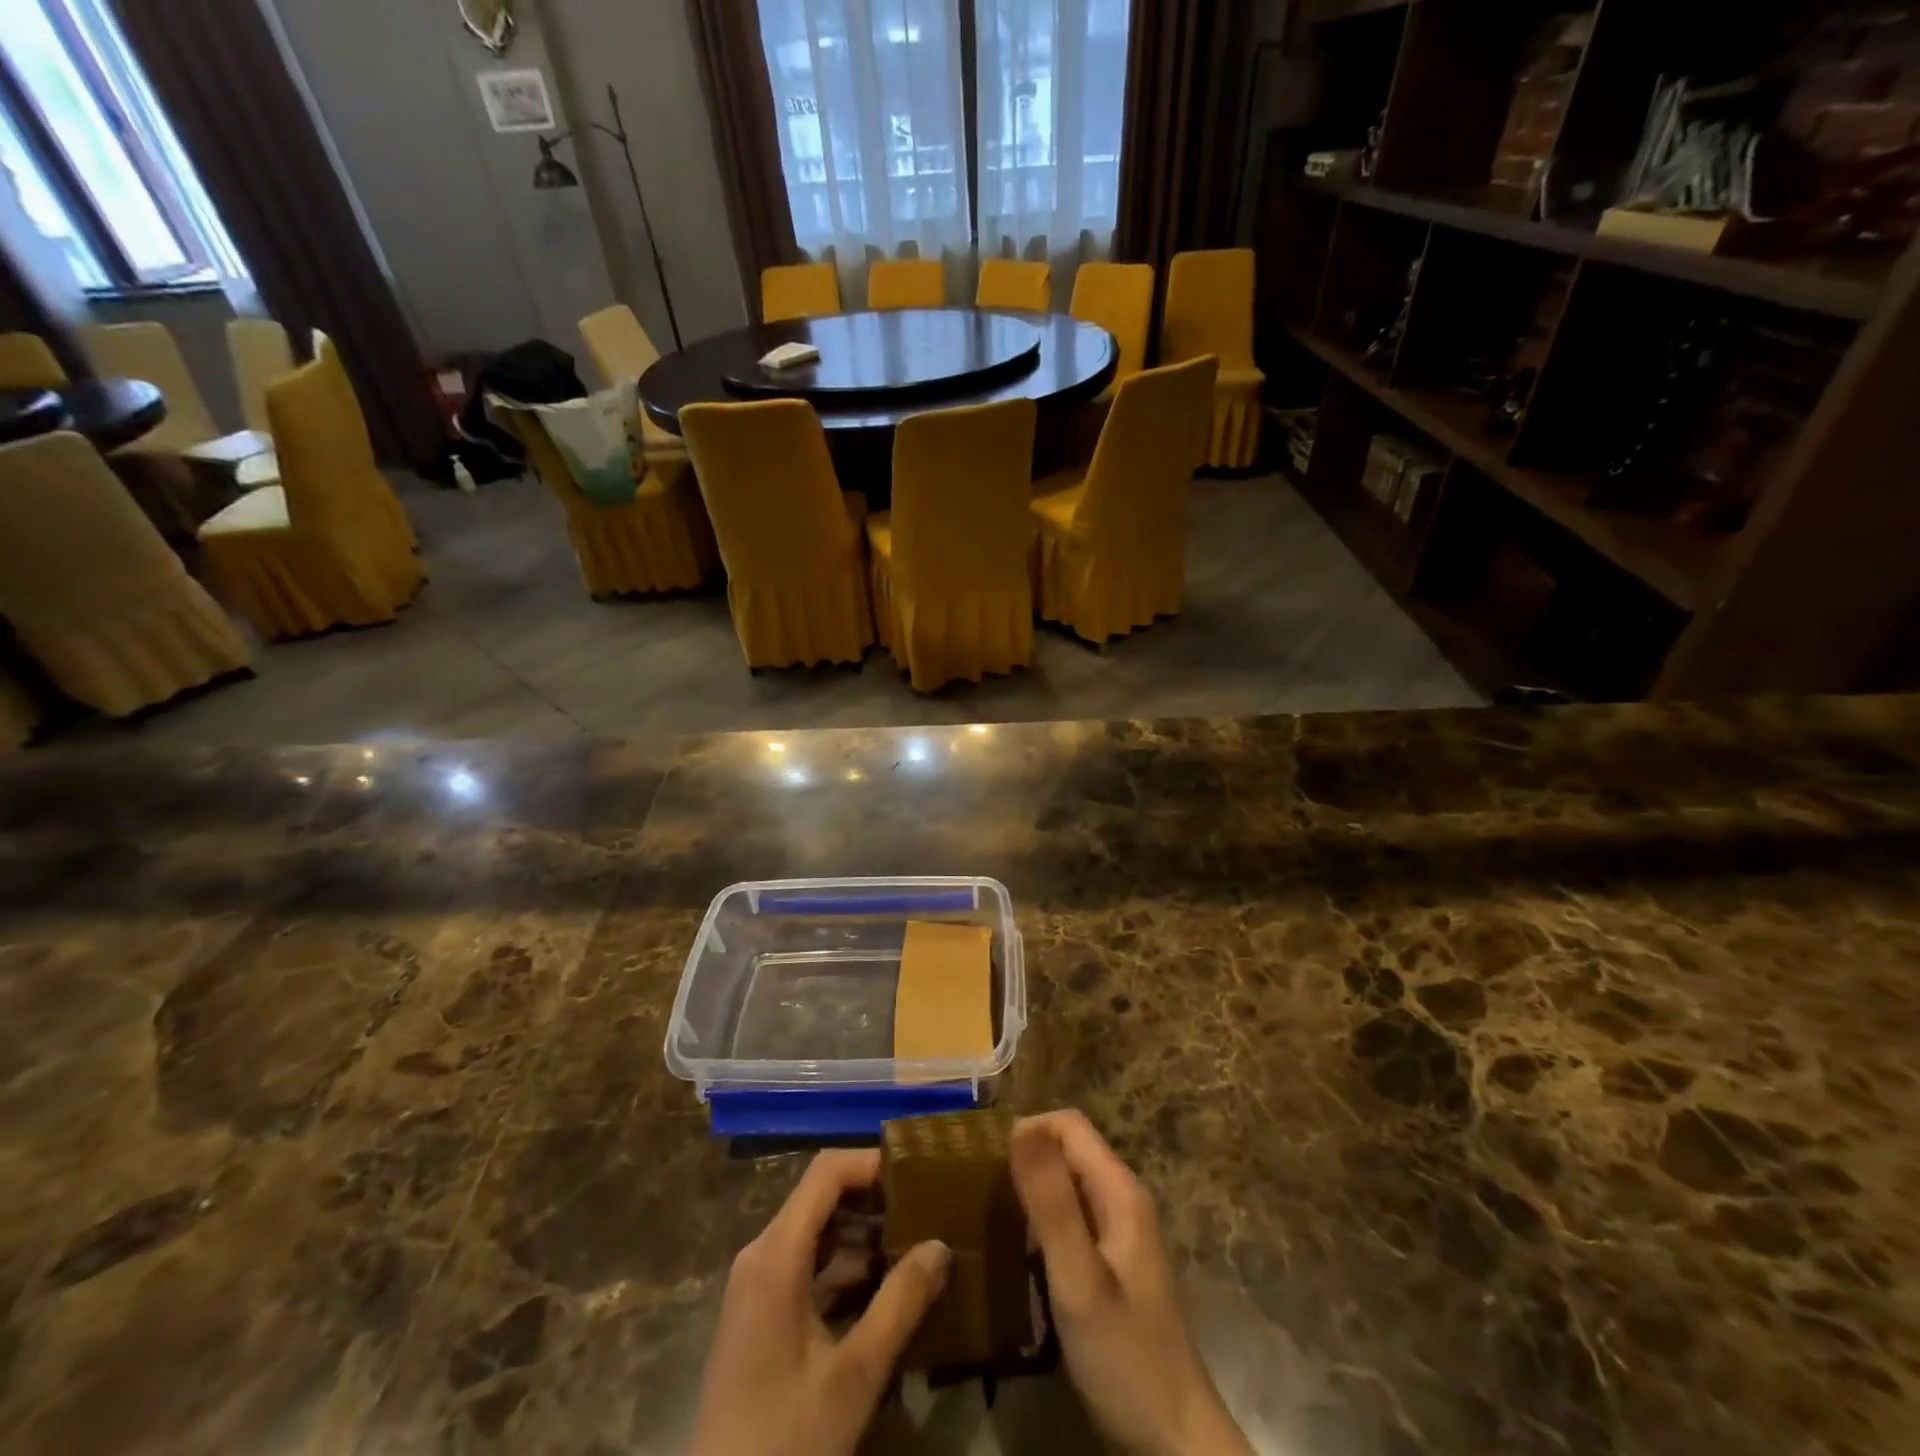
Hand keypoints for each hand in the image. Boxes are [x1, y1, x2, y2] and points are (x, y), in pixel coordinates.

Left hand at [687, 1150, 951, 1455]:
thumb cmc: (785, 1439)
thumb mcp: (854, 1375)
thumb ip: (900, 1304)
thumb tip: (941, 1245)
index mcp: (776, 1255)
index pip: (826, 1172)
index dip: (871, 1163)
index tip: (918, 1174)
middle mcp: (762, 1255)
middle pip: (822, 1197)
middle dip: (875, 1198)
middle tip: (926, 1209)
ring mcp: (758, 1284)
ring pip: (817, 1231)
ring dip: (864, 1233)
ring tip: (915, 1245)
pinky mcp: (762, 1313)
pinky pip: (808, 1264)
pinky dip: (846, 1264)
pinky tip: (885, 1288)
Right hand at [1012, 1111, 1252, 1455]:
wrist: (1174, 1438)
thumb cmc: (1125, 1356)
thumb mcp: (1079, 1280)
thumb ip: (1051, 1205)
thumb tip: (1019, 1129)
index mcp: (1119, 1189)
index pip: (1067, 1123)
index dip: (1026, 1131)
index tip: (985, 1166)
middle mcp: (1122, 1196)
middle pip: (1066, 1148)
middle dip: (1024, 1159)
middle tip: (980, 1195)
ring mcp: (1119, 1228)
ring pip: (1066, 1181)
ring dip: (1030, 1190)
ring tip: (991, 1220)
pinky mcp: (1111, 1258)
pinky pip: (1070, 1214)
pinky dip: (1041, 1220)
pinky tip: (1019, 1254)